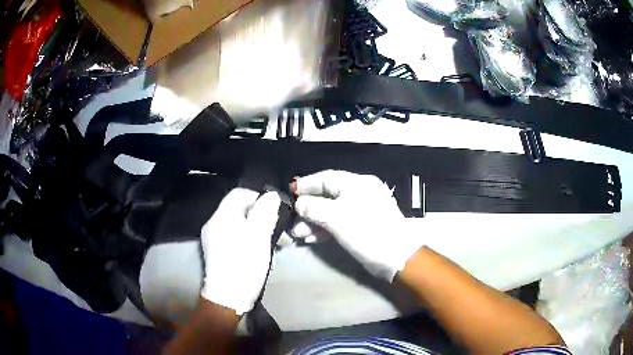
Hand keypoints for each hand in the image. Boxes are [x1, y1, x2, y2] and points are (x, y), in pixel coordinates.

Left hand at [200, 188, 280, 314]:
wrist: (228, 297)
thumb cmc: (244, 264)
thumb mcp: (259, 236)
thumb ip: (265, 212)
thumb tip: (271, 195)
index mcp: (222, 215)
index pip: (240, 193)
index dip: (258, 197)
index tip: (274, 211)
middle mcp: (213, 222)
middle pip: (237, 207)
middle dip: (257, 213)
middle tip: (273, 227)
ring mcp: (212, 237)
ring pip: (236, 222)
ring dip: (253, 226)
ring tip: (267, 239)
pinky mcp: (215, 251)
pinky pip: (232, 234)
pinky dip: (245, 236)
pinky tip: (255, 249)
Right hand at [293, 170, 423, 280]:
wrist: (395, 257)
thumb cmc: (367, 231)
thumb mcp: (337, 217)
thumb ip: (314, 208)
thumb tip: (298, 203)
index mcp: (357, 183)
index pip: (326, 178)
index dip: (306, 184)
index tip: (289, 192)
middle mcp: (359, 193)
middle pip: (327, 196)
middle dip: (308, 208)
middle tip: (291, 219)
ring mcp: (360, 211)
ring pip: (331, 212)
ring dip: (313, 222)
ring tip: (298, 234)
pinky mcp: (361, 227)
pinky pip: (337, 223)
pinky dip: (324, 230)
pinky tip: (310, 238)